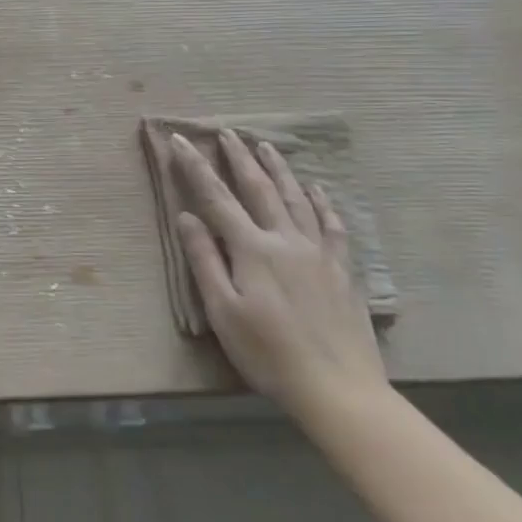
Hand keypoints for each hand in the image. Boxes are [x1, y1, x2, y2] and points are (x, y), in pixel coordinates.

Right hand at [171, 129, 386, 420]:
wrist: (339, 391)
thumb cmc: (268, 354)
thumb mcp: (223, 311)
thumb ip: (205, 260)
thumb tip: (186, 216)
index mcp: (252, 249)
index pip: (216, 198)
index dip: (195, 167)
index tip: (180, 140)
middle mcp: (285, 240)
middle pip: (258, 189)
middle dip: (238, 157)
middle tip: (226, 131)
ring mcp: (318, 253)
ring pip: (296, 198)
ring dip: (278, 169)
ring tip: (265, 145)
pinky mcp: (342, 270)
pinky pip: (332, 225)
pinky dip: (322, 202)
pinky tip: (316, 189)